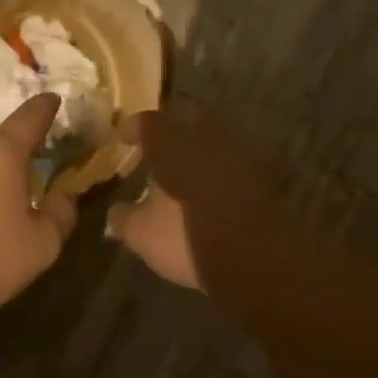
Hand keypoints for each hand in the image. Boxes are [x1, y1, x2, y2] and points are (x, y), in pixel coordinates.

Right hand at [105, 107, 296, 293]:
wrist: (254, 255)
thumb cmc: (185, 235)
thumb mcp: (142, 233)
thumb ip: (124, 219)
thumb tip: (114, 214)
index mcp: (170, 141)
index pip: (147, 122)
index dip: (132, 129)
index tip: (122, 138)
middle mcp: (206, 136)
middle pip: (188, 122)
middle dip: (173, 134)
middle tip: (160, 152)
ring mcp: (239, 154)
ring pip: (214, 143)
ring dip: (200, 154)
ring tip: (186, 174)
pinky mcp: (263, 177)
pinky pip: (234, 167)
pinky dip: (221, 175)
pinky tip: (212, 194)